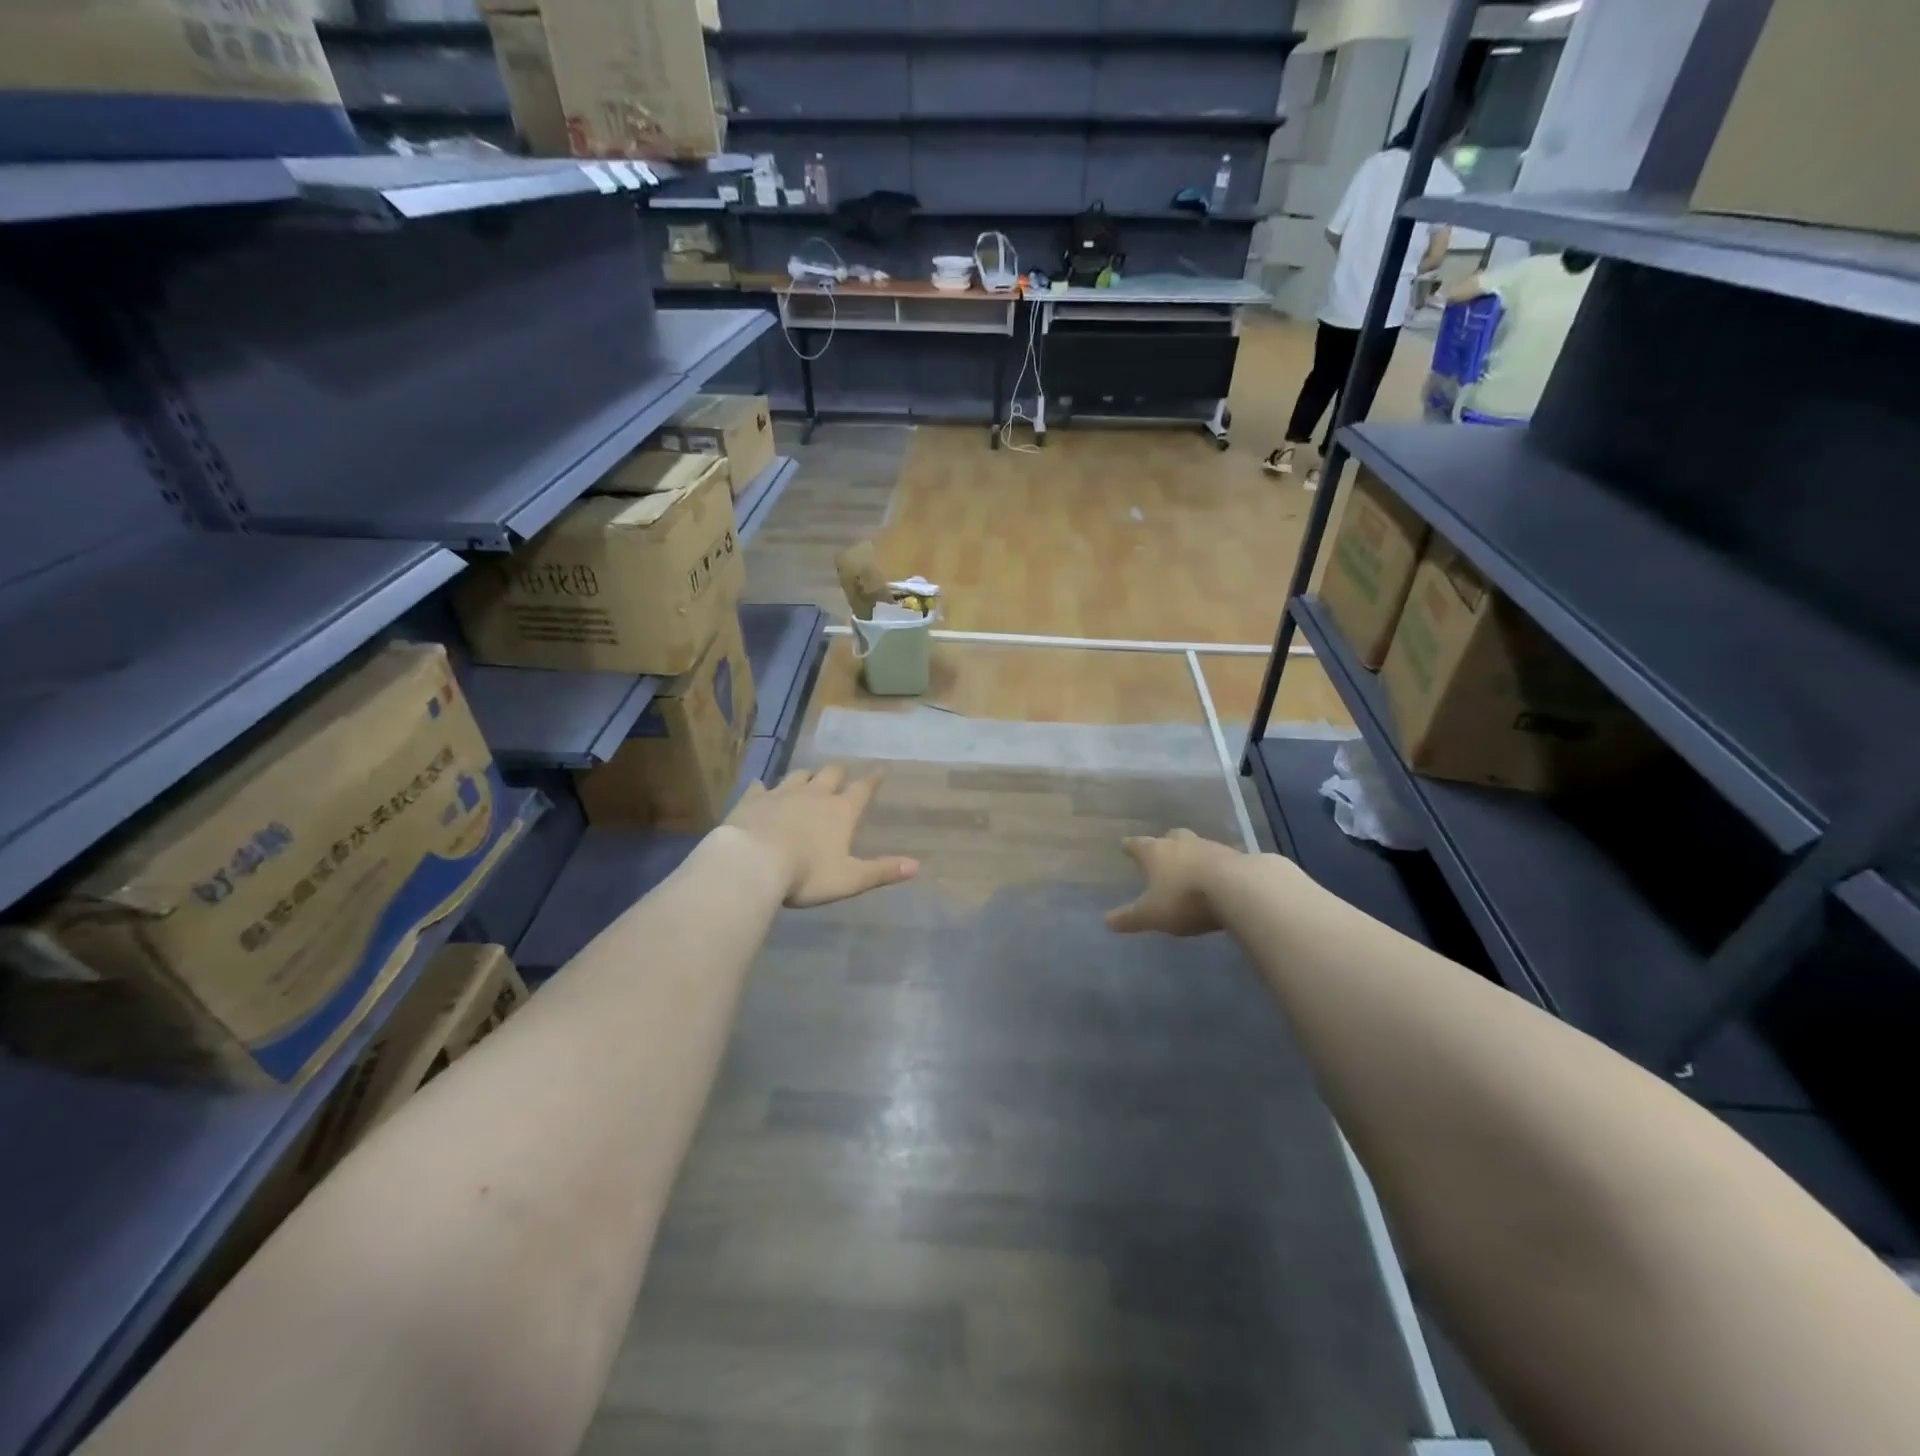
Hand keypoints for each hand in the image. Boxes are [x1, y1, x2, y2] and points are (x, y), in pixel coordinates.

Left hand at [725, 765, 918, 907]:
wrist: (753, 863)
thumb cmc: (807, 874)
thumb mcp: (849, 878)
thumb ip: (881, 871)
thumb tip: (916, 866)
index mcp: (840, 812)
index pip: (862, 790)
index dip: (872, 780)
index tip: (880, 770)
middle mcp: (814, 795)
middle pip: (830, 774)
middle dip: (838, 772)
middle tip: (841, 771)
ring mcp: (781, 794)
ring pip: (798, 776)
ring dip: (806, 776)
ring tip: (808, 777)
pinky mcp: (753, 800)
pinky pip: (760, 787)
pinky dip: (763, 787)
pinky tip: (760, 786)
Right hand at [1105, 829, 1239, 936]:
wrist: (1238, 889)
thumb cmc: (1184, 898)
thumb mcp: (1152, 915)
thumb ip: (1130, 918)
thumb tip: (1106, 922)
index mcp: (1156, 852)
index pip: (1137, 845)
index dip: (1130, 846)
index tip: (1125, 845)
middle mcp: (1181, 843)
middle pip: (1170, 837)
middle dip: (1165, 843)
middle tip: (1162, 851)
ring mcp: (1211, 847)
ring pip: (1197, 846)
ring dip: (1192, 854)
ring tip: (1191, 868)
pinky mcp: (1237, 857)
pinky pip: (1221, 859)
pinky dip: (1216, 866)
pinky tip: (1219, 878)